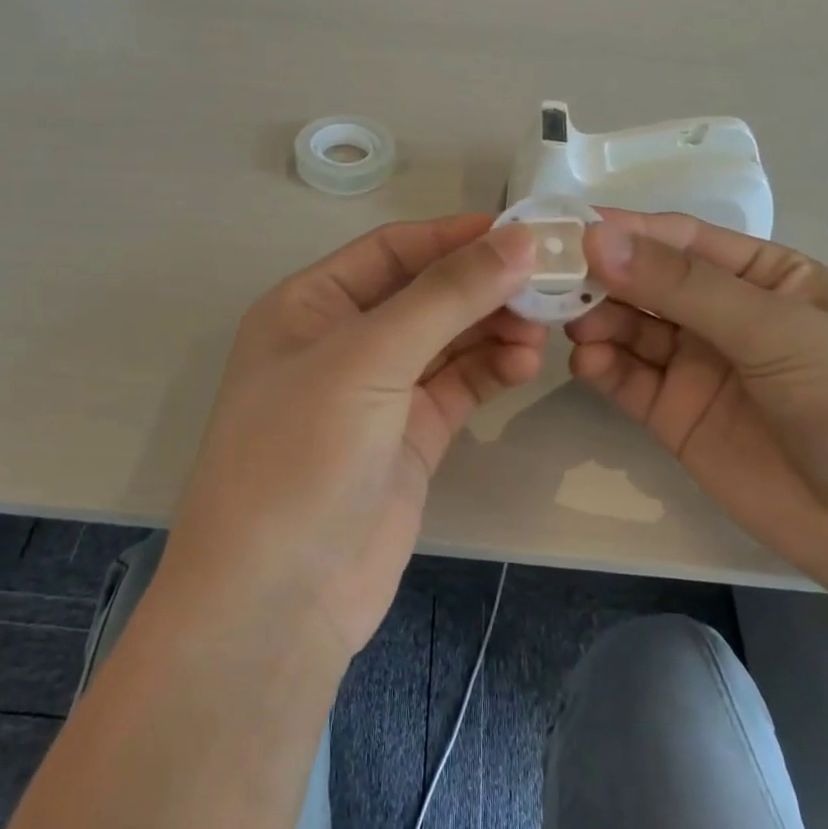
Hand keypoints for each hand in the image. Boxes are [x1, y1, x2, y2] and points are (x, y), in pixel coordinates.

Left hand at [159, 216, 543, 663]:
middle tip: (549, 282)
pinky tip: (525, 363)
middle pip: (425, 293)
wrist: (278, 598)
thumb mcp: (369, 360)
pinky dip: (492, 369)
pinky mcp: (409, 437)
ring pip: (448, 340)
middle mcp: (342, 342)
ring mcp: (377, 393)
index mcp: (309, 305)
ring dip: (493, 327)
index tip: (523, 230)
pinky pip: (458, 386)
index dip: (455, 237)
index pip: (392, 250)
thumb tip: (517, 239)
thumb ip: (446, 296)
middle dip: (483, 285)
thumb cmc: (302, 455)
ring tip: (543, 327)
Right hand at [569, 212, 827, 600]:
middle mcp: (723, 315)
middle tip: (549, 280)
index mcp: (762, 276)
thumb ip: (684, 287)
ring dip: (595, 321)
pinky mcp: (675, 417)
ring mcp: (697, 368)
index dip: (624, 230)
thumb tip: (597, 238)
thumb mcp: (777, 331)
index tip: (566, 228)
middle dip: (600, 277)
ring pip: (629, 329)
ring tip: (569, 325)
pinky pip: (628, 381)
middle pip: (645, 283)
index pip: (680, 239)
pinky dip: (601, 368)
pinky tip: (586, 364)